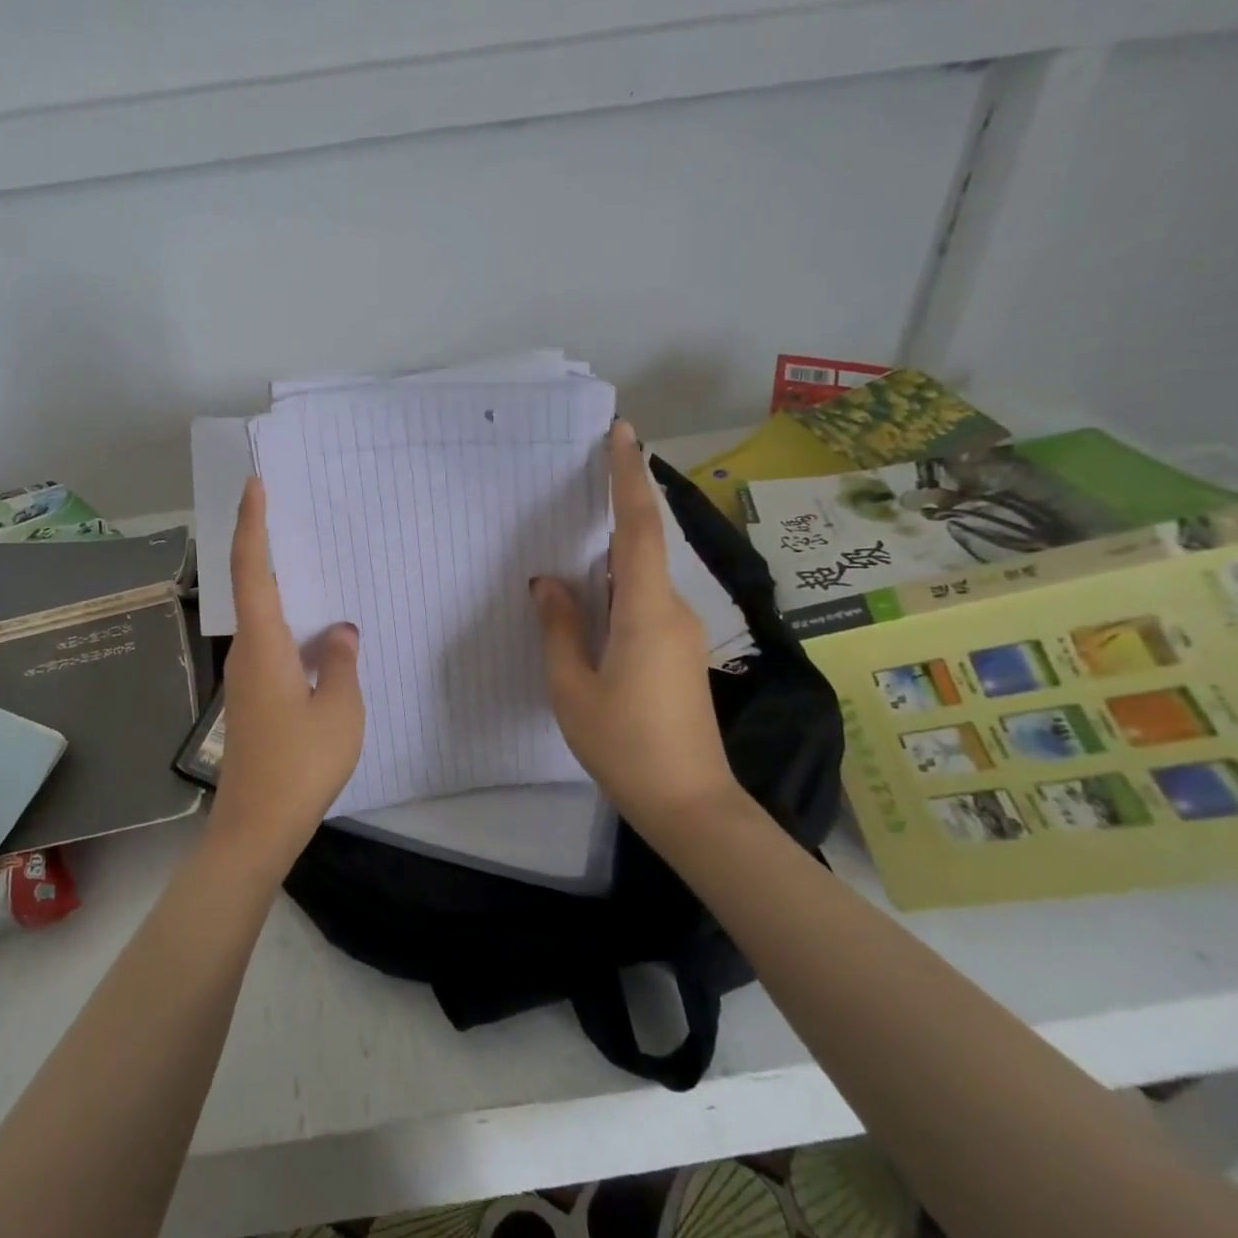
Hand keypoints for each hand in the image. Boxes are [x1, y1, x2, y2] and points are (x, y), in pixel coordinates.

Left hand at [207, 476, 365, 879]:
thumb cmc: (301, 764)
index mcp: (265, 645)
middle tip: (294, 514)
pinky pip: (272, 644)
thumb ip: (340, 662)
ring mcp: (246, 677)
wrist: (258, 824)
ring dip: (282, 588)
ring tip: (316, 566)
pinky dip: (290, 624)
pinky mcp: (253, 699)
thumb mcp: (341, 710)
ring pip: (263, 618)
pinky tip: (318, 633)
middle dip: (266, 546)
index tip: (255, 485)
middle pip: (252, 587)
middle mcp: (247, 653)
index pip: (252, 570)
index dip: (252, 524)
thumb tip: (339, 631)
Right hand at [532, 421, 741, 830]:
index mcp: (645, 611)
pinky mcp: (679, 651)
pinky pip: (643, 600)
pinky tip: (588, 597)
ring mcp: (680, 631)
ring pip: (640, 576)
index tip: (624, 433)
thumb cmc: (624, 745)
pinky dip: (615, 584)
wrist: (690, 804)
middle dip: (617, 505)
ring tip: (572, 540)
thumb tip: (547, 583)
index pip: (637, 528)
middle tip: (581, 477)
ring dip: (611, 551)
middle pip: (641, 545)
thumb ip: (559, 628)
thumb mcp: (572, 688)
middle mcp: (671, 610)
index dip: (629, 477)